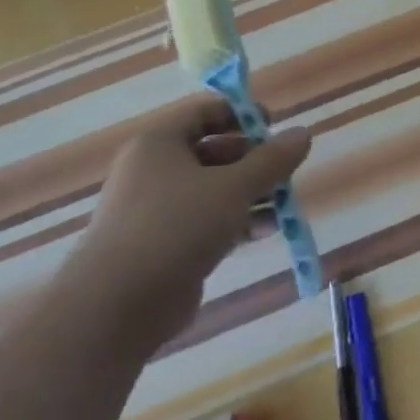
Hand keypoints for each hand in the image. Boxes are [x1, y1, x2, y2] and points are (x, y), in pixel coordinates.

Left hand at [64, 99, 311, 340]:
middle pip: (213, 151)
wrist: (116, 306)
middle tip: (283, 171)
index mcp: (159, 143)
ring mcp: (156, 210)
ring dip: (251, 194)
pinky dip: (236, 221)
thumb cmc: (176, 227)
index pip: (205, 112)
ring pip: (213, 189)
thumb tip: (303, 133)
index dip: (242, 114)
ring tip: (284, 205)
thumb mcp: (234, 187)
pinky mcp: (164, 245)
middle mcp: (153, 170)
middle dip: (253, 160)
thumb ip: (272, 160)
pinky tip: (267, 231)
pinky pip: (206, 221)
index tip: (275, 127)